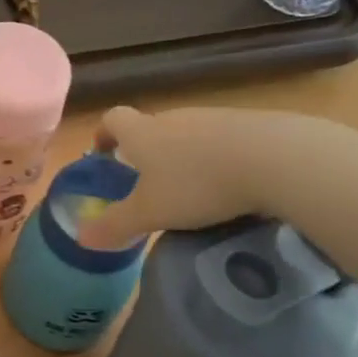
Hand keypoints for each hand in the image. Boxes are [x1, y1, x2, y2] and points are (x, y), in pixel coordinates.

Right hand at [78, 104, 329, 247]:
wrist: (276, 159)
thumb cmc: (198, 184)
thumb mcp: (150, 213)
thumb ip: (115, 225)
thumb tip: (81, 238)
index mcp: (142, 133)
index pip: (112, 119)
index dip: (104, 134)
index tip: (104, 153)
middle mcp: (173, 117)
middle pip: (150, 126)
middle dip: (145, 150)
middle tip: (148, 182)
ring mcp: (213, 118)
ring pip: (187, 134)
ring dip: (184, 155)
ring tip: (193, 188)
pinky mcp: (249, 124)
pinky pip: (223, 140)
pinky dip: (218, 158)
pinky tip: (232, 185)